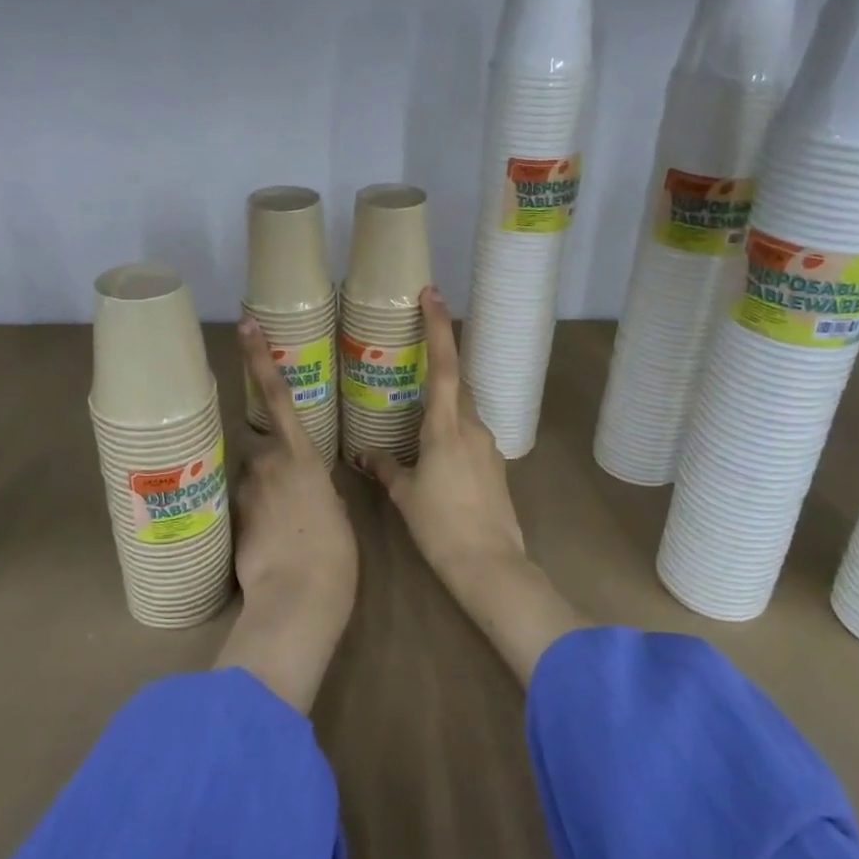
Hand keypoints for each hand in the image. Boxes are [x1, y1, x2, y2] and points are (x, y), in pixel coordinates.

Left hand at [212, 317, 357, 713]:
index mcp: (301, 455)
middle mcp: (266, 462)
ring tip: (279, 530)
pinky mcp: (229, 517)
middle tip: (288, 497)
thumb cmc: (333, 553)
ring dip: (259, 494)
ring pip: (249, 479)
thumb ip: (317, 489)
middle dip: (268, 463)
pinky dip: (252, 518)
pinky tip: (267, 545)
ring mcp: (243, 490)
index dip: (260, 358)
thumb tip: (306, 490)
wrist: (297, 598)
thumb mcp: (336, 512)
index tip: (245, 326)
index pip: (276, 395)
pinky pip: (240, 506)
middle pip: (258, 447)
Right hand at [360, 287, 524, 586]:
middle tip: (412, 353)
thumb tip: (364, 455)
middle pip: (455, 383)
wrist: (490, 564)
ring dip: (442, 404)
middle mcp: (472, 427)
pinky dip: (451, 431)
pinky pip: (469, 435)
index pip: (443, 365)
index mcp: (446, 427)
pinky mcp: (495, 465)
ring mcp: (488, 445)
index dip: (437, 327)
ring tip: (413, 414)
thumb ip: (385, 468)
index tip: (431, 294)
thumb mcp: (406, 494)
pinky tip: (434, 453)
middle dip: (437, 363)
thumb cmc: (441, 525)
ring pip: (462, 410)